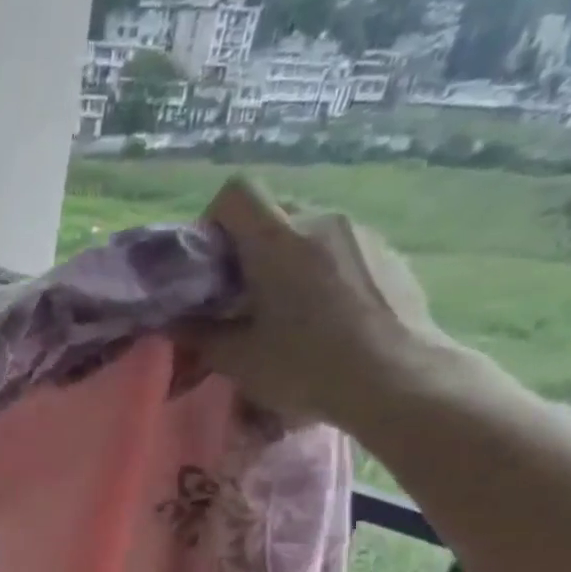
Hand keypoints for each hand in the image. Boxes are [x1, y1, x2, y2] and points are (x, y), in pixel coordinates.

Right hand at [185, 179, 461, 429]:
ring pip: (311, 231)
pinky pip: (344, 249)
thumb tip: (173, 325)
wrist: (397, 379)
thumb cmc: (306, 366)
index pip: (237, 192)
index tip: (213, 263)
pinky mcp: (390, 254)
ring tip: (290, 310)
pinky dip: (326, 272)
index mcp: (278, 239)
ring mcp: (362, 234)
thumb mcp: (239, 360)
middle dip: (252, 247)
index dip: (215, 219)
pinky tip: (329, 317)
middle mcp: (321, 221)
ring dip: (291, 260)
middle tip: (244, 296)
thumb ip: (200, 336)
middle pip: (274, 212)